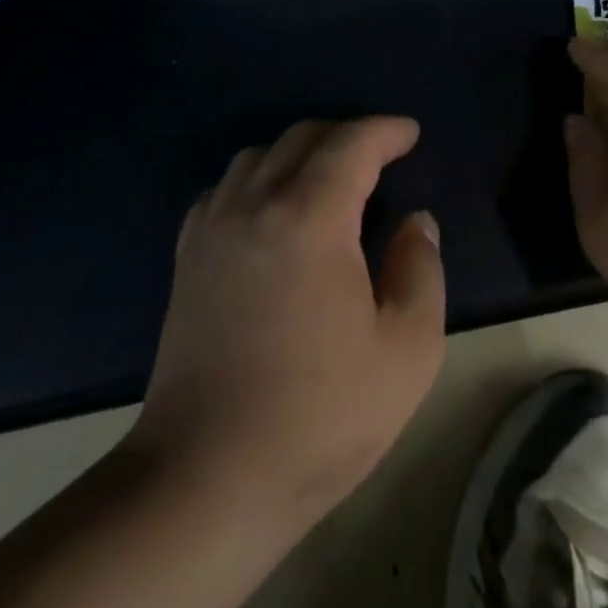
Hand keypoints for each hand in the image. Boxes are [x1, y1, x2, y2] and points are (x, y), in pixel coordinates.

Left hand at [133, 117, 445, 530]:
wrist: (209, 476)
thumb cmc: (321, 416)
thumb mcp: (407, 350)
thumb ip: (420, 270)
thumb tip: (416, 223)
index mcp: (310, 220)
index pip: (351, 145)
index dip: (385, 131)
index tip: (410, 135)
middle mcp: (253, 206)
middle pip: (300, 139)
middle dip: (346, 135)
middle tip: (380, 157)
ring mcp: (212, 230)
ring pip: (256, 157)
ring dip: (299, 153)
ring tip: (329, 181)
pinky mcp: (187, 259)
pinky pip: (224, 189)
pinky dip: (257, 180)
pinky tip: (272, 212)